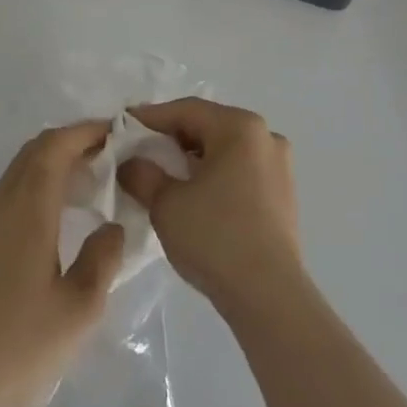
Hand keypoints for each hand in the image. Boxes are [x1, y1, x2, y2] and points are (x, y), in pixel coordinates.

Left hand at [0, 122, 125, 406]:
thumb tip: (111, 227)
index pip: (55, 146)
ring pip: (15, 176)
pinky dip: (30, 193)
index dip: (85, 131)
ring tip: (83, 190)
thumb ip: (103, 258)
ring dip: (49, 168)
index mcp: (27, 209)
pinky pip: (2, 200)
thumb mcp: (79, 309)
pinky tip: (46, 228)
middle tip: (106, 157)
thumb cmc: (17, 348)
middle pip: (33, 153)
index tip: (115, 132)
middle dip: (70, 144)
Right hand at [118, 98, 305, 320]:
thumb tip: (130, 164)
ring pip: (225, 150)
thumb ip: (142, 174)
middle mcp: (265, 137)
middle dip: (172, 138)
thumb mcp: (166, 204)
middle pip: (208, 126)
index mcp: (240, 127)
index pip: (186, 111)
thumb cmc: (215, 237)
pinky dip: (214, 175)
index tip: (122, 125)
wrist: (268, 296)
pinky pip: (240, 171)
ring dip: (193, 158)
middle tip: (140, 150)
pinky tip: (194, 195)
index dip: (151, 117)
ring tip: (163, 175)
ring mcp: (279, 166)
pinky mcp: (283, 195)